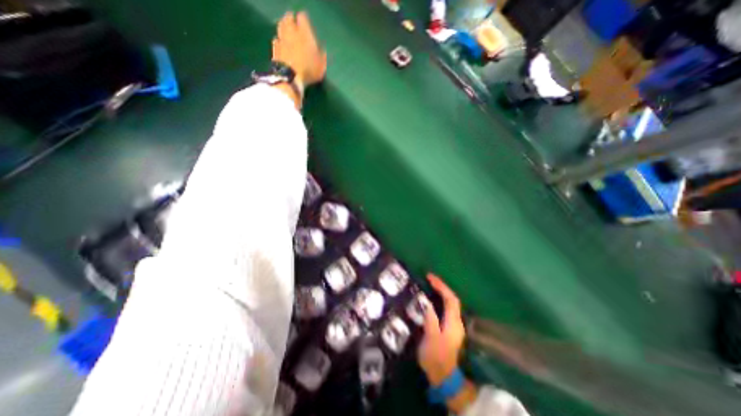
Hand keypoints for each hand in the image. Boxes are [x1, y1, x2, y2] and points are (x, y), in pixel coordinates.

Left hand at [272, 11, 324, 87]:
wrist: (290, 77)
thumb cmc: (309, 70)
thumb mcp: (321, 66)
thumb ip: (321, 55)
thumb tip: (321, 50)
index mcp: (304, 32)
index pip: (302, 17)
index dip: (304, 20)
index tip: (307, 26)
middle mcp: (291, 31)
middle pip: (289, 18)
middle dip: (292, 21)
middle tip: (296, 27)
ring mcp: (281, 39)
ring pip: (281, 27)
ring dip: (284, 28)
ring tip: (288, 34)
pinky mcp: (274, 48)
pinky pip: (276, 40)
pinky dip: (279, 41)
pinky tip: (282, 46)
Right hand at [416, 273, 461, 386]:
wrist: (443, 377)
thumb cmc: (436, 357)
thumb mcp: (431, 338)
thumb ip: (430, 319)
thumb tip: (426, 302)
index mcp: (453, 322)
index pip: (450, 298)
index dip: (441, 286)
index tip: (430, 277)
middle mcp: (457, 321)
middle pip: (452, 299)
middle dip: (442, 286)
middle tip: (429, 279)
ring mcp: (454, 325)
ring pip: (450, 303)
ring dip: (441, 292)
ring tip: (429, 285)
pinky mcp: (450, 328)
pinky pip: (446, 308)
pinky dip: (440, 300)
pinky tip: (431, 299)